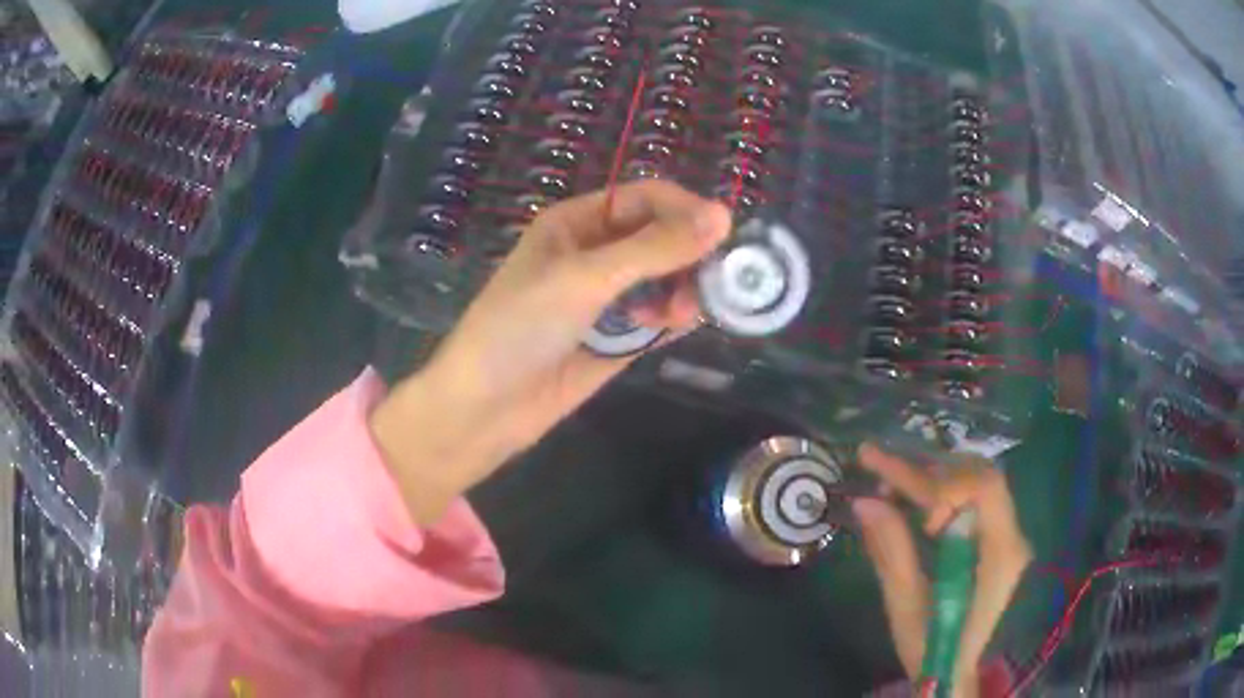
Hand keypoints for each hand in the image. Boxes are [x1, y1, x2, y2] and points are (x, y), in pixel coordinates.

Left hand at [370, 182, 731, 523]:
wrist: (485, 407)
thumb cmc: (522, 327)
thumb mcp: (585, 278)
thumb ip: (654, 249)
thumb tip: (722, 216)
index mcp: (576, 223)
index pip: (644, 198)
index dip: (684, 209)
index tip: (723, 231)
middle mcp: (593, 253)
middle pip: (659, 237)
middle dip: (688, 253)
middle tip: (716, 276)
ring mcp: (605, 298)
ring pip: (663, 279)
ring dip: (682, 289)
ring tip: (686, 312)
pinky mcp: (615, 338)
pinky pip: (655, 317)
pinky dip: (673, 318)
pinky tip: (681, 324)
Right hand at [852, 443, 1032, 696]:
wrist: (956, 673)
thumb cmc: (932, 649)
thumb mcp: (907, 605)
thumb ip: (892, 550)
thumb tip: (864, 501)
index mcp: (1000, 556)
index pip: (982, 489)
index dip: (941, 483)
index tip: (900, 500)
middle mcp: (1013, 536)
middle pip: (980, 476)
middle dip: (929, 469)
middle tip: (878, 467)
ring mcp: (1008, 536)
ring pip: (977, 481)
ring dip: (934, 476)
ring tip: (889, 480)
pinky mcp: (997, 540)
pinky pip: (974, 499)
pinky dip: (942, 490)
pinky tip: (913, 497)